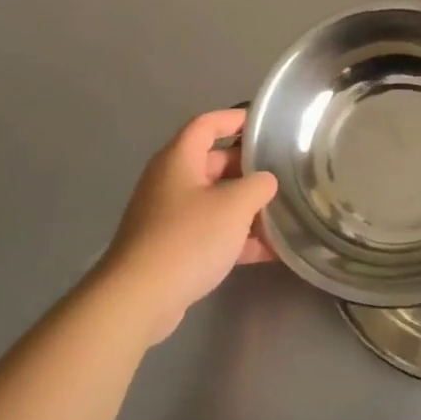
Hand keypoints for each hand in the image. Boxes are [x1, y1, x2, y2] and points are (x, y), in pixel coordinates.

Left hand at [95, 109, 278, 345]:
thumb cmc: (188, 238)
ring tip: (282, 213)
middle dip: (248, 169)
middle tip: (281, 173)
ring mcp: (168, 217)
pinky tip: (269, 251)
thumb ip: (259, 185)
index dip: (235, 119)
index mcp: (179, 159)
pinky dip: (236, 237)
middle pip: (214, 162)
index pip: (207, 124)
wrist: (138, 299)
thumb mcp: (235, 205)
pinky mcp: (170, 249)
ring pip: (214, 200)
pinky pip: (209, 232)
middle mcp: (170, 181)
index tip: (264, 124)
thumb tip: (266, 181)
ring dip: (246, 207)